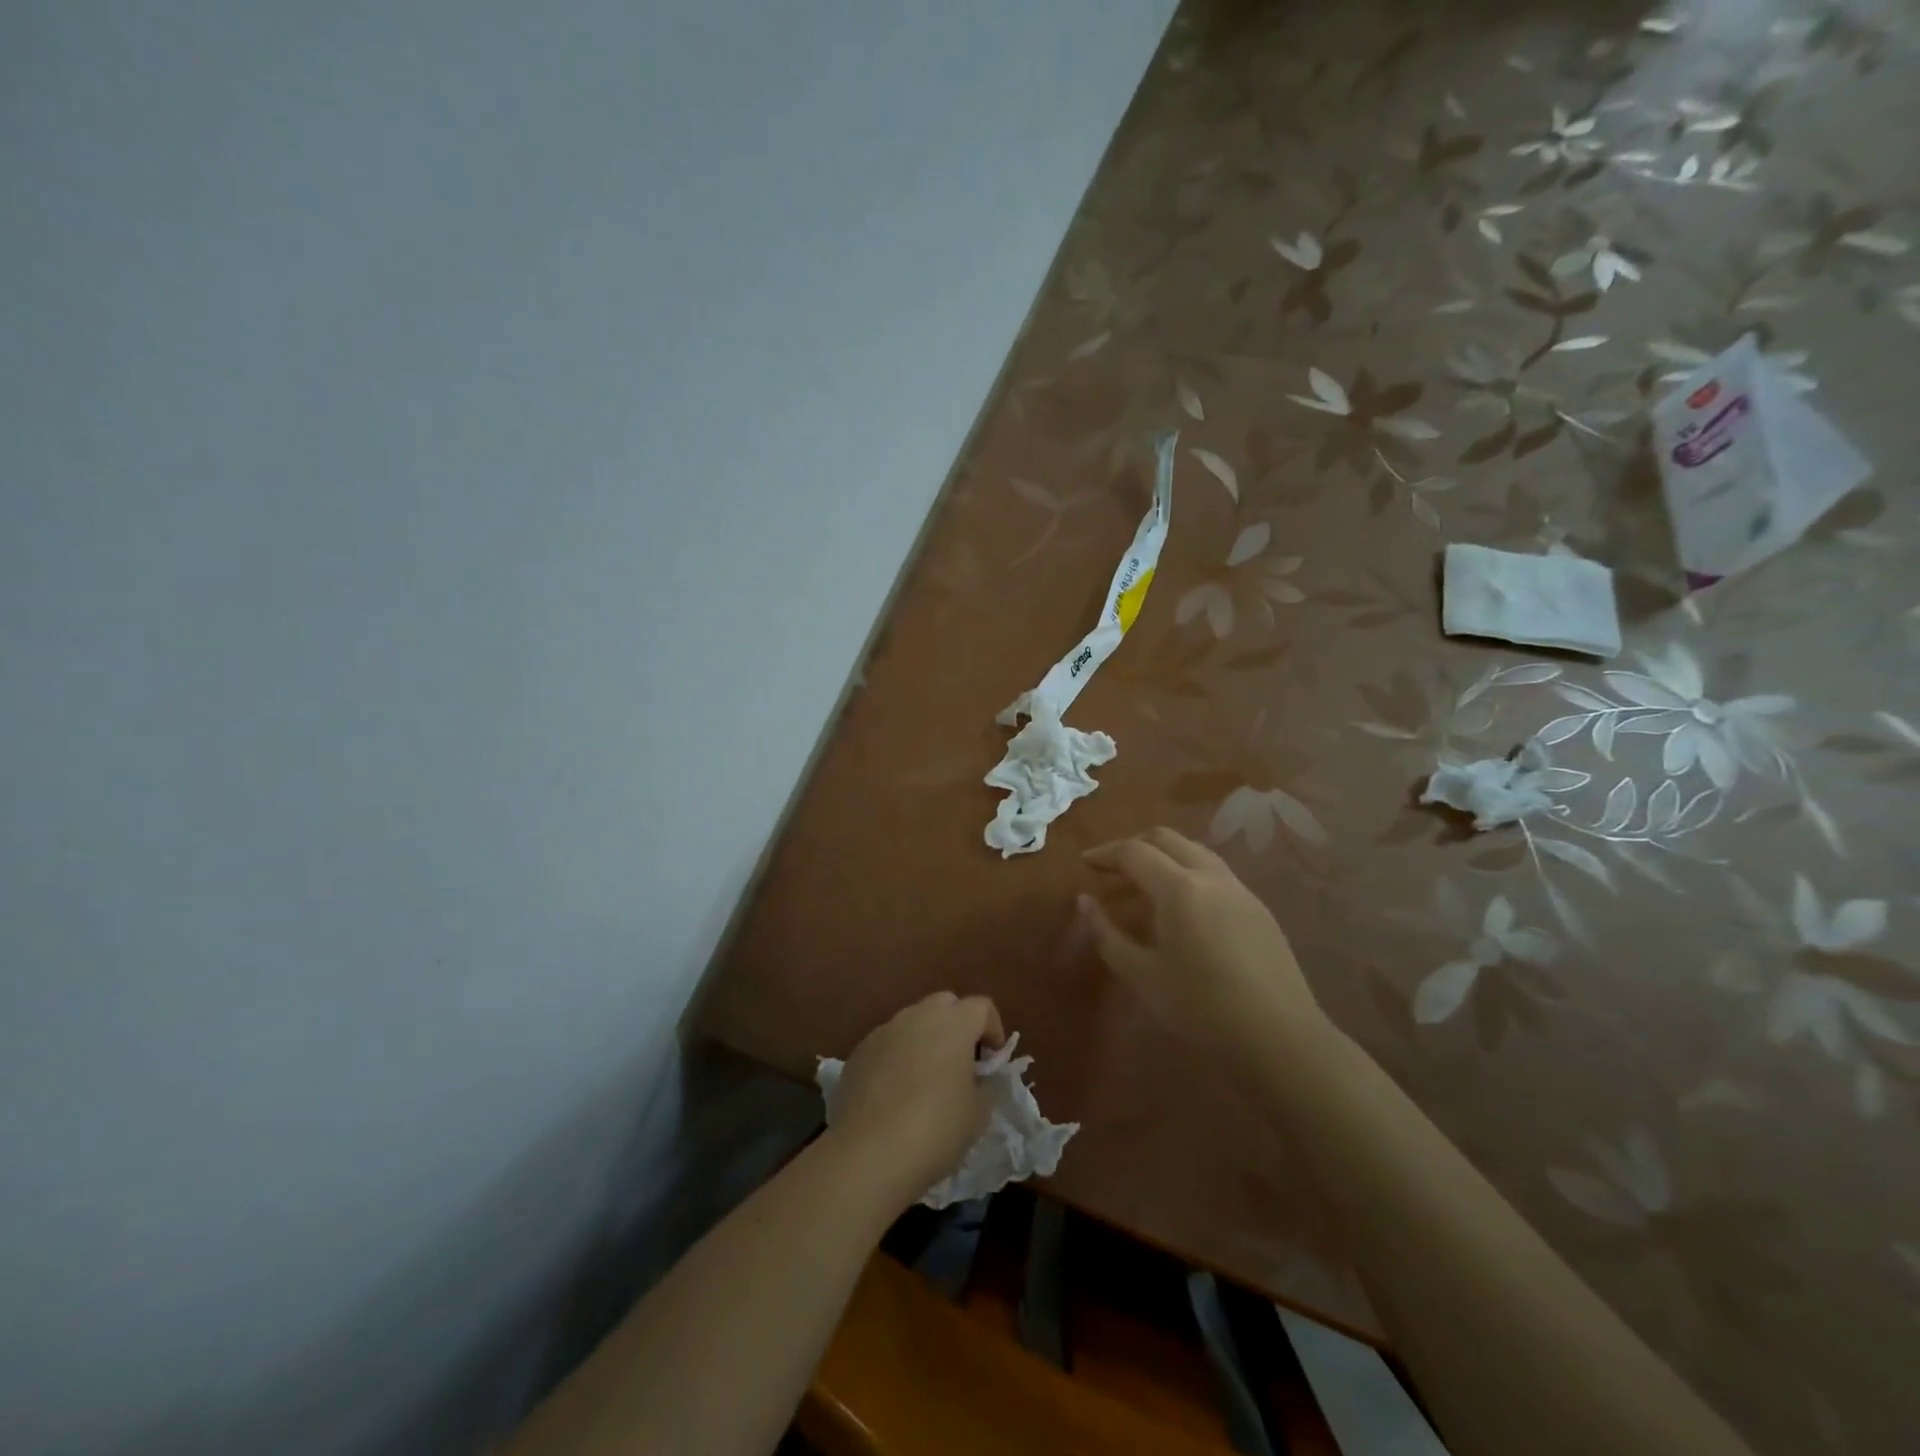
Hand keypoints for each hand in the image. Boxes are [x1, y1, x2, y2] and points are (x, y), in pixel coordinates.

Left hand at [827, 992, 1004, 1210]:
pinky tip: (896, 1094)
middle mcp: (917, 1015)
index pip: (982, 1007)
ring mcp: (884, 1031)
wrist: (868, 1154)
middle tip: (962, 1065)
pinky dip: (898, 1058)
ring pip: (913, 1022)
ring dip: (926, 1041)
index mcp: (953, 1023)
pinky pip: (888, 1044)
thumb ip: (985, 1084)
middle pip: (946, 1005)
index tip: (992, 1063)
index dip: (993, 1030)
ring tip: (927, 1082)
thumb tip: (978, 1077)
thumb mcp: (979, 1112)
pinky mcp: (859, 1052)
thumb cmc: (935, 1129)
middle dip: (958, 1027)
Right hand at [1081, 827, 1327, 1056]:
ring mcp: (1240, 890)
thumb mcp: (1142, 975)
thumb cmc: (1202, 1009)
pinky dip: (1188, 872)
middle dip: (1134, 844)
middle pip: (1167, 839)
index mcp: (1179, 888)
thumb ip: (1107, 934)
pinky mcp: (1259, 908)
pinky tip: (1182, 907)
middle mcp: (1210, 876)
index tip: (1085, 863)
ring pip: (1195, 851)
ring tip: (1144, 883)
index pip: (1134, 852)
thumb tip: (1085, 902)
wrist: (1281, 1039)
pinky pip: (1215, 873)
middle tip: (1111, 867)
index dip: (1105, 854)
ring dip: (1164, 855)